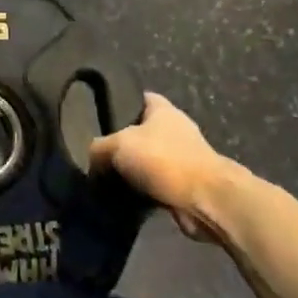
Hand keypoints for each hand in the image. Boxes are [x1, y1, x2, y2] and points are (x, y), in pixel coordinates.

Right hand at [89, 93, 248, 244]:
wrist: (206, 200)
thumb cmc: (164, 160)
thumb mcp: (118, 145)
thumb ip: (98, 147)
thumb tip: (91, 159)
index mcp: (164, 110)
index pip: (140, 97)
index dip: (121, 102)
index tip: (99, 114)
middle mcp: (175, 130)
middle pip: (142, 131)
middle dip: (122, 142)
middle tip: (96, 152)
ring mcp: (183, 158)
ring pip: (147, 160)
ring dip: (131, 170)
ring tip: (104, 178)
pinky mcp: (184, 186)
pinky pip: (155, 184)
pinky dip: (141, 191)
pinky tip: (121, 198)